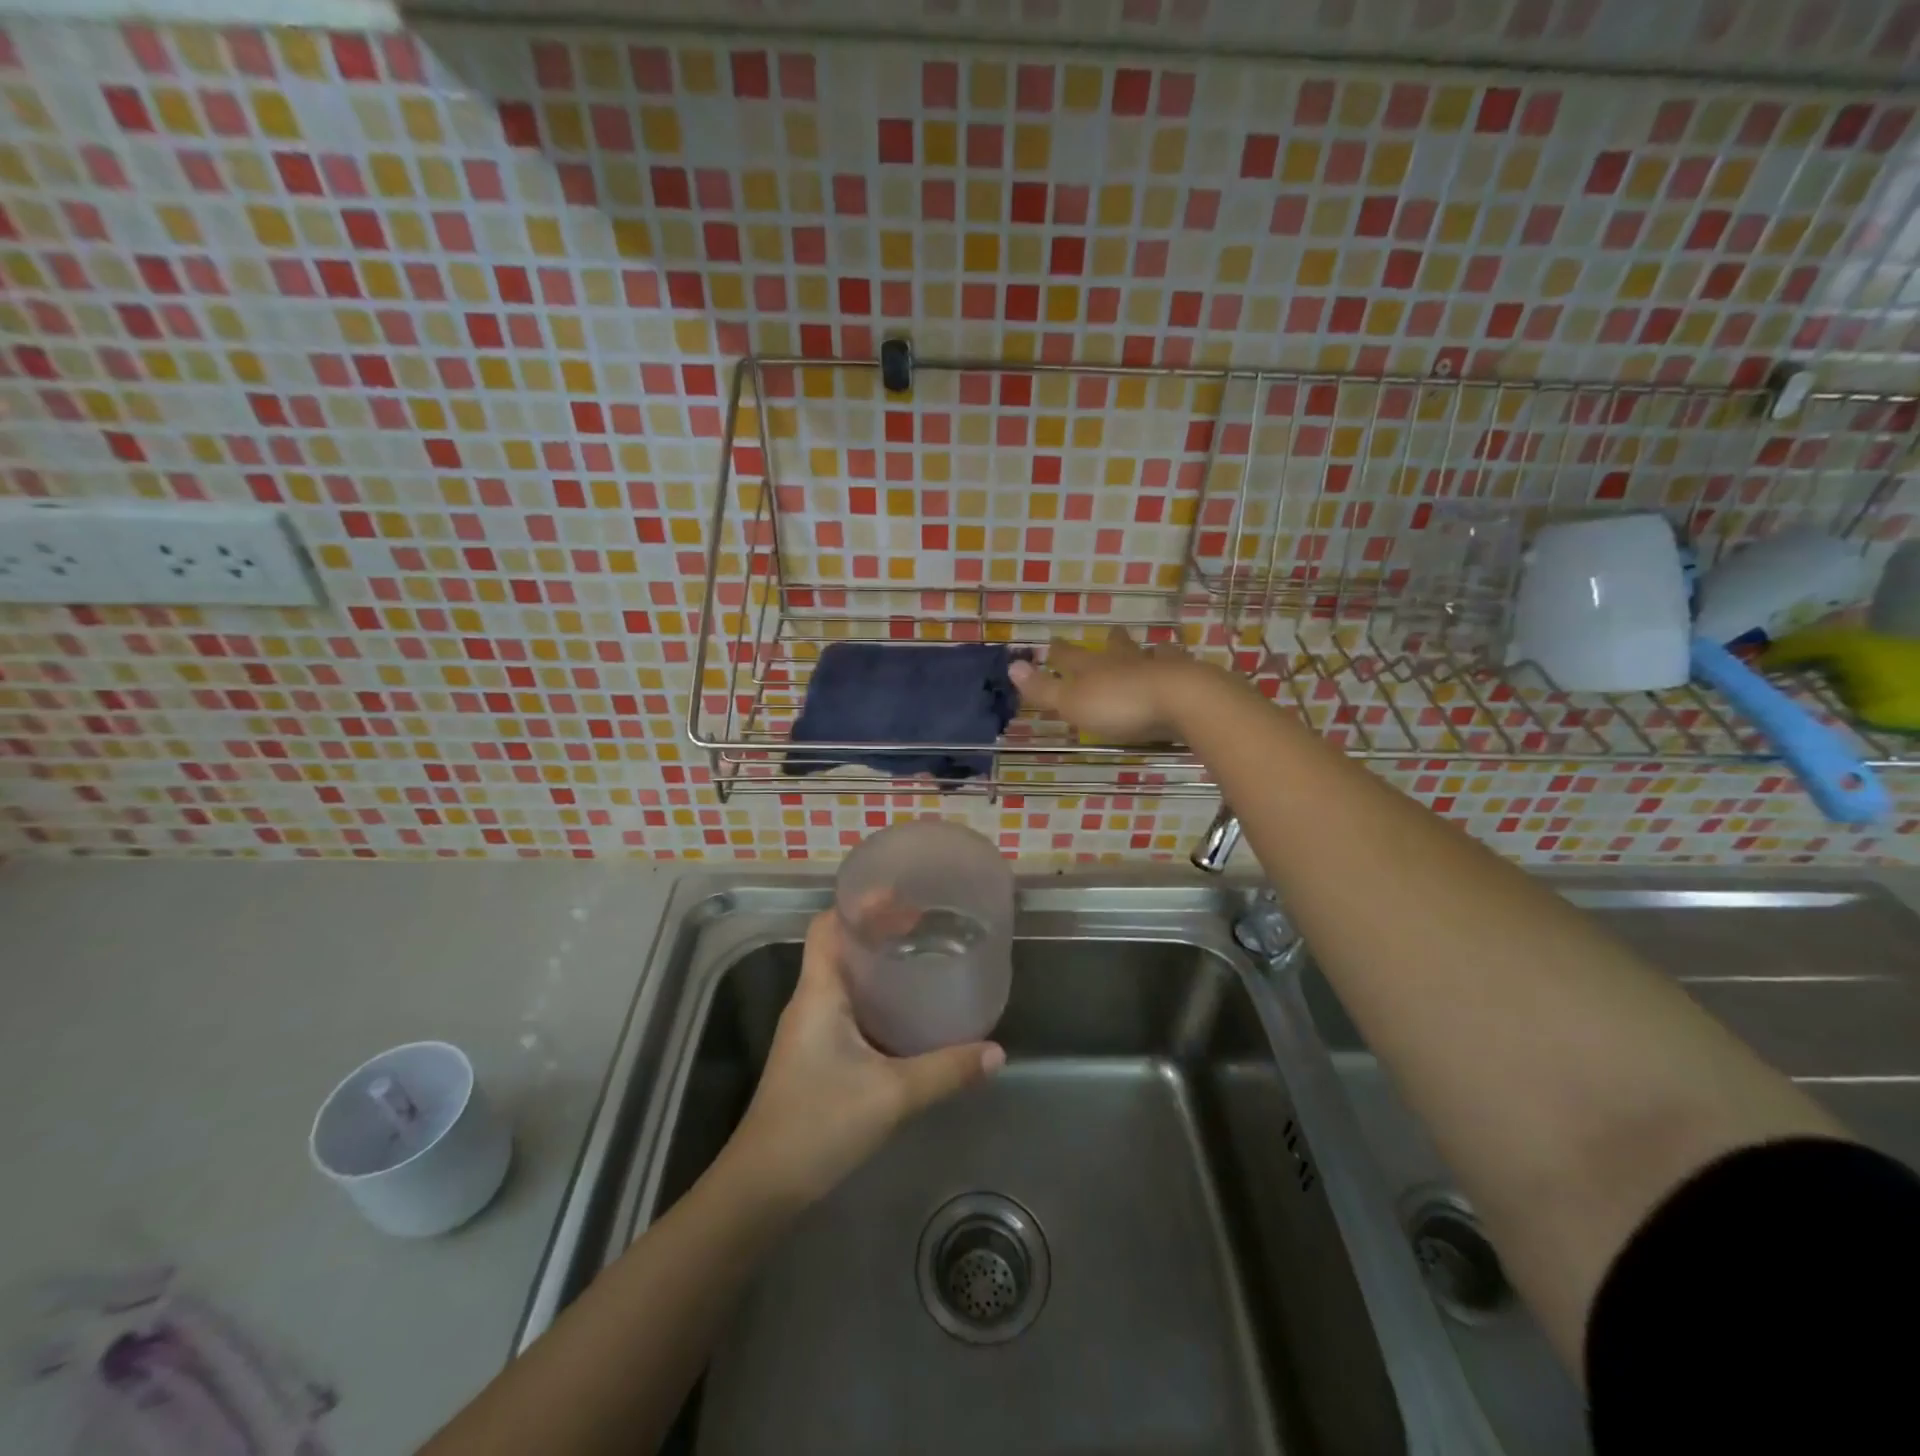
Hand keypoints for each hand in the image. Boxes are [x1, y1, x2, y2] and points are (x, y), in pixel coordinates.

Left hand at [725, 910, 1003, 1207]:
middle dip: (878, 929)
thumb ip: (945, 1071)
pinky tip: (907, 1012)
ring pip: (845, 978)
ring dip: (877, 963)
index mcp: (819, 992)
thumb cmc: (818, 1125)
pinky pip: (848, 1007)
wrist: (762, 1187)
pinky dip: (876, 996)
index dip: (859, 903)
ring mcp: (811, 1029)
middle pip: (840, 945)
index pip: (828, 925)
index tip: (901, 893)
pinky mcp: (817, 1054)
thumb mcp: (891, 1095)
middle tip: (926, 923)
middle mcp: (811, 1001)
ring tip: (923, 956)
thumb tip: (997, 1052)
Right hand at [1009, 626, 1211, 743]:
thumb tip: (1011, 666)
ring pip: (1149, 653)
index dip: (1059, 653)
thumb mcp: (1073, 702)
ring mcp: (1158, 666)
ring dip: (1147, 651)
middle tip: (1110, 633)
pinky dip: (1178, 664)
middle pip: (1114, 647)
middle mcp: (1125, 661)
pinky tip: (1183, 665)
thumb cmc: (1120, 705)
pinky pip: (1180, 665)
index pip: (1070, 657)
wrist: (1181, 700)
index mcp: (1094, 668)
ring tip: (1151, 648)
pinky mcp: (1187, 677)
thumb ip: (1044, 688)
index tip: (1052, 644)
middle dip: (1110, 642)